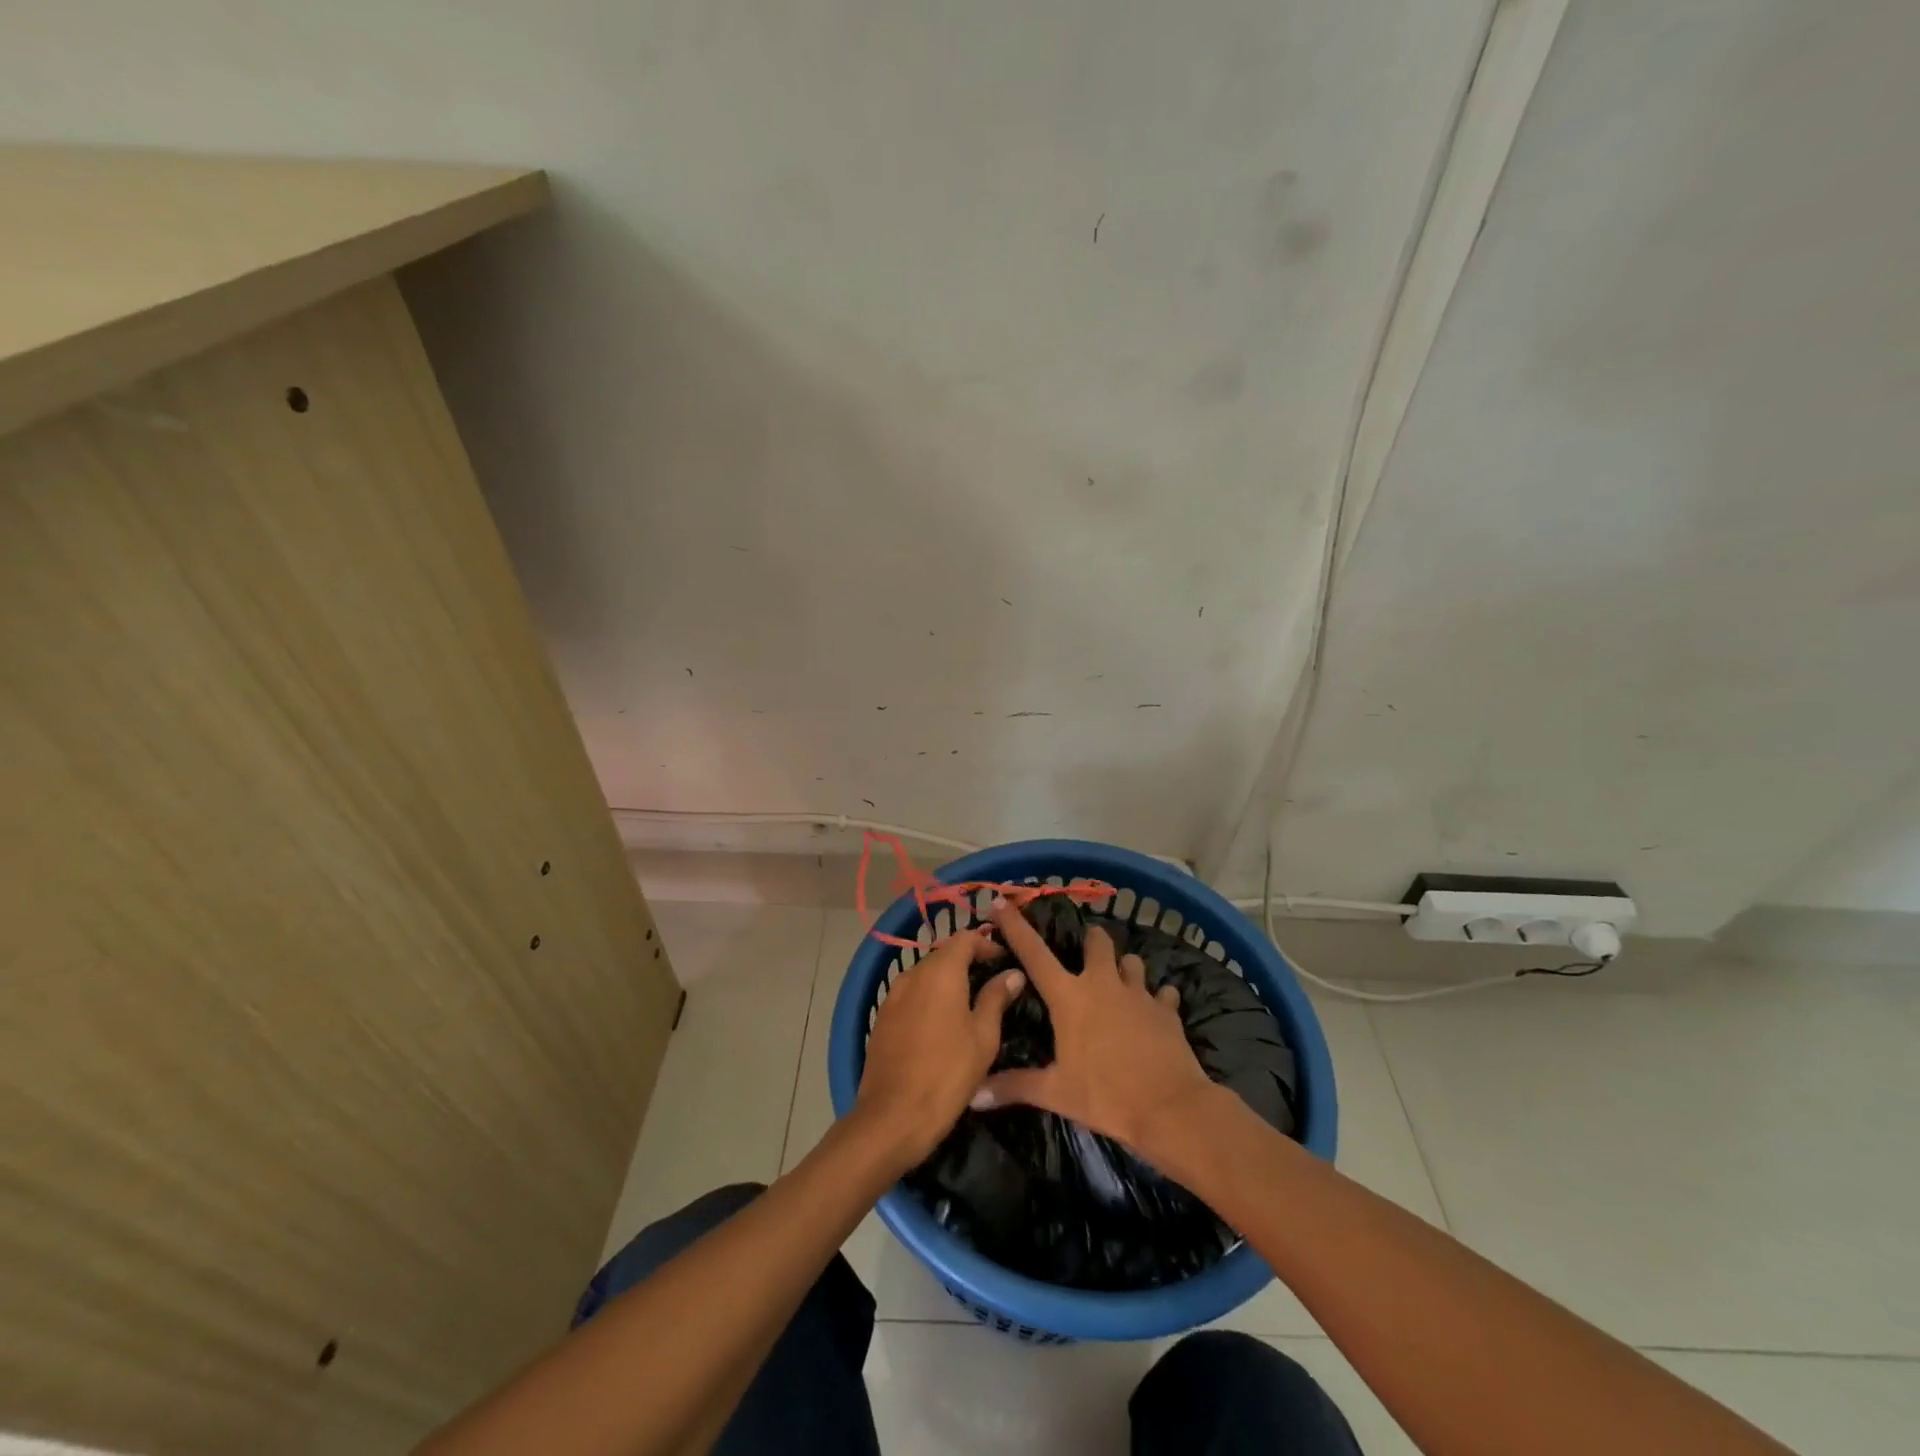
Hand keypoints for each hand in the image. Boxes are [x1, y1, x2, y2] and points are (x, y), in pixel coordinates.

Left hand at [853, 928, 1024, 1169]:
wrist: (892, 1116)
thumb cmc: (948, 1073)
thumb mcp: (983, 1037)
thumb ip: (996, 998)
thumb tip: (1012, 973)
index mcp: (940, 972)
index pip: (965, 938)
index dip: (986, 944)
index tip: (1003, 961)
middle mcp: (913, 974)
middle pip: (943, 955)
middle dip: (967, 963)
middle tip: (991, 985)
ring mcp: (893, 996)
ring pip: (926, 976)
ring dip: (947, 982)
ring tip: (969, 1007)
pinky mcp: (882, 1017)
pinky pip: (911, 996)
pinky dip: (928, 999)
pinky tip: (940, 1025)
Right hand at [976, 901, 1220, 1165]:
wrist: (1170, 1108)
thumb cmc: (1105, 1096)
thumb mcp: (1056, 1093)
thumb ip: (1014, 1087)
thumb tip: (972, 1094)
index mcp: (1070, 997)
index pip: (1034, 954)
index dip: (1015, 926)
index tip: (1002, 903)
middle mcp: (1103, 984)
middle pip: (1096, 941)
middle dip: (1090, 941)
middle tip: (1084, 953)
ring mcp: (1138, 993)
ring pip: (1131, 961)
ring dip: (1123, 968)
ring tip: (1119, 982)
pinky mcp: (1167, 1010)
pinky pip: (1162, 993)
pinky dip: (1157, 998)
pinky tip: (1155, 1010)